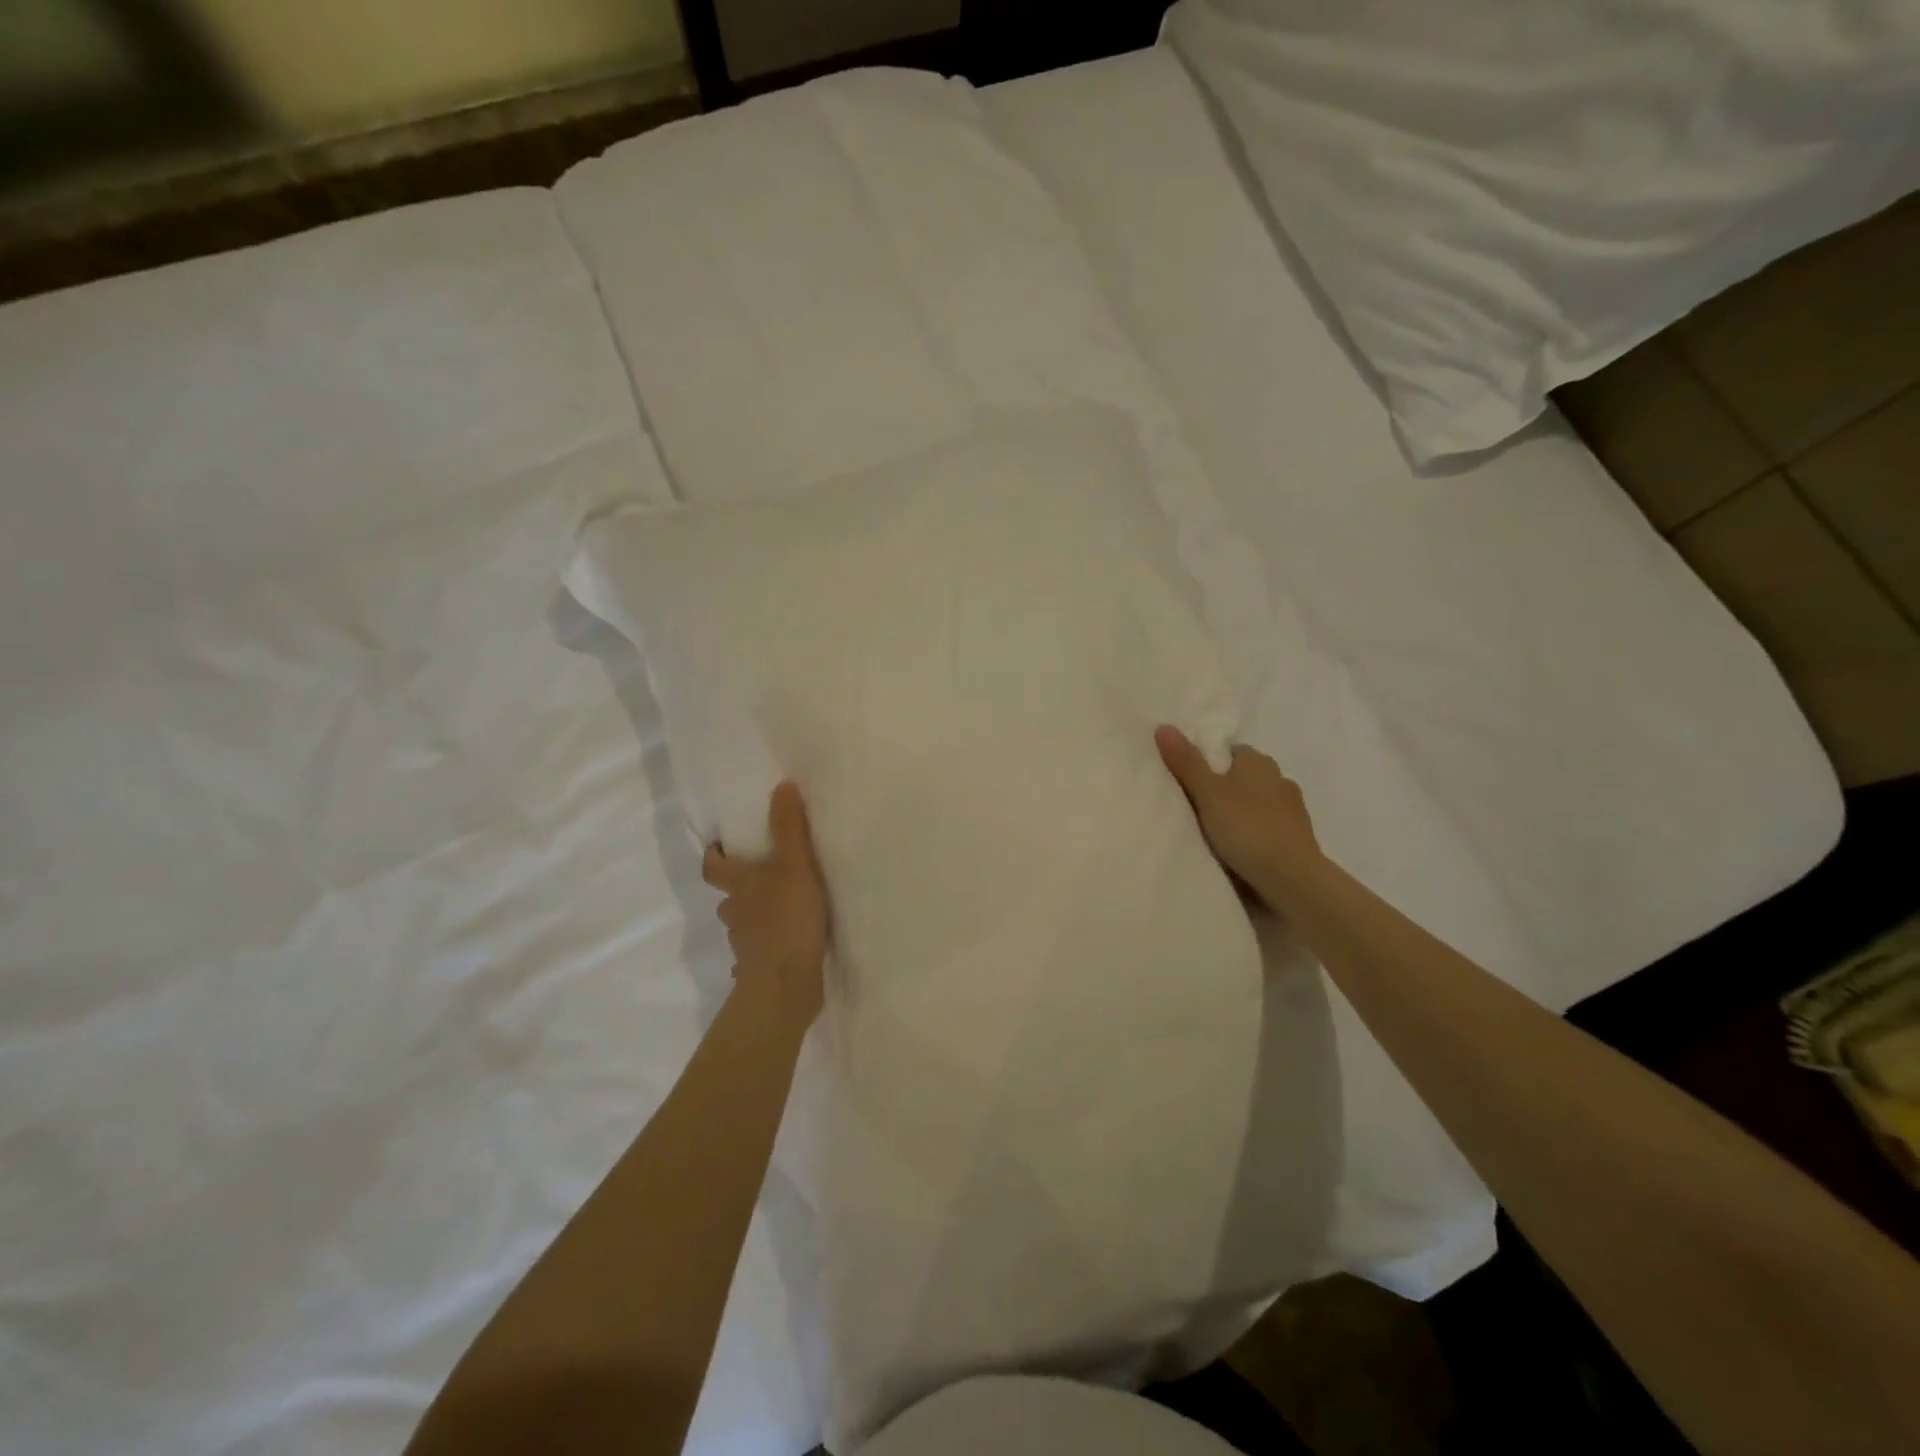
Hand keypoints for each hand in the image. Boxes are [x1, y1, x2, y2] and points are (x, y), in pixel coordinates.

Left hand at [702, 782, 829, 1025]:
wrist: (784, 985)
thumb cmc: (787, 919)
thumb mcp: (794, 865)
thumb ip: (789, 827)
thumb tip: (782, 784)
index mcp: (739, 886)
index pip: (713, 866)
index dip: (714, 855)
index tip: (720, 845)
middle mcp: (735, 913)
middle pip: (727, 896)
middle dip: (739, 886)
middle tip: (761, 874)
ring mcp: (745, 945)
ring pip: (743, 925)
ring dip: (754, 917)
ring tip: (780, 908)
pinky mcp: (759, 970)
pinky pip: (758, 954)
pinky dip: (766, 947)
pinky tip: (785, 946)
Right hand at [1156, 726, 1324, 910]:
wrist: (1291, 877)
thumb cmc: (1246, 827)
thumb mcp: (1207, 793)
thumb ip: (1186, 762)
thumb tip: (1163, 726)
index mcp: (1259, 762)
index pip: (1233, 752)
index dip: (1213, 763)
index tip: (1193, 780)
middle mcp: (1280, 779)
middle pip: (1247, 777)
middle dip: (1228, 787)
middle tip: (1199, 806)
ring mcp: (1293, 810)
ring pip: (1260, 802)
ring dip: (1244, 811)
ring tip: (1218, 830)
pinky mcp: (1298, 838)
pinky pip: (1270, 826)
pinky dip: (1256, 832)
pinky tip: (1241, 847)